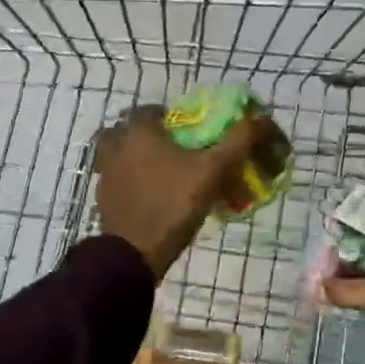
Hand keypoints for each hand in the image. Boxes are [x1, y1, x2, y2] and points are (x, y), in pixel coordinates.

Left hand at [93, 104, 262, 277]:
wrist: (135, 253)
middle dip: (148, 133)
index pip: (152, 110)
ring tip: (161, 170)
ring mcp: (105, 172)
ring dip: (134, 154)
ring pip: (117, 152)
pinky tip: (150, 192)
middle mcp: (116, 145)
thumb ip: (237, 141)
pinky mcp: (102, 197)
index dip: (171, 116)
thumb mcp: (213, 171)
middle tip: (174, 149)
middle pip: (129, 128)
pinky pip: (115, 176)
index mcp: (139, 131)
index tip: (190, 132)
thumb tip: (261, 117)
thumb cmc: (173, 203)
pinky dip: (128, 178)